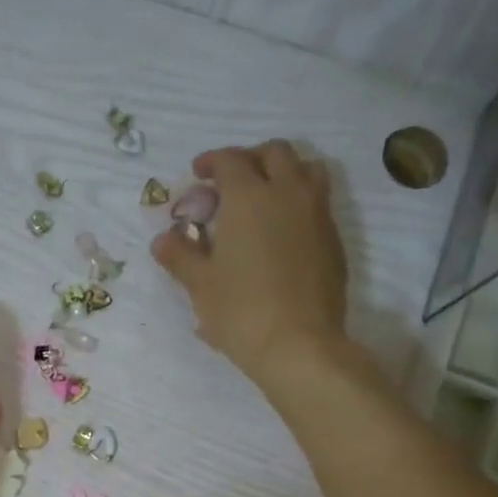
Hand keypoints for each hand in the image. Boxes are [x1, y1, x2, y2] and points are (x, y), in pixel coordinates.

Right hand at [152, 140, 353, 382]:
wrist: (298, 344)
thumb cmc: (240, 310)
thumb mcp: (200, 285)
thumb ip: (180, 256)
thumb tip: (162, 240)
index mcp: (249, 197)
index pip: (230, 160)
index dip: (212, 161)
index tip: (198, 173)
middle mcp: (287, 193)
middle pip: (274, 152)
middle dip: (250, 159)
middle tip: (231, 182)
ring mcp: (317, 213)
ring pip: (306, 169)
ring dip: (282, 172)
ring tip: (264, 197)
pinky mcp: (334, 238)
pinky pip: (318, 202)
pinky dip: (298, 201)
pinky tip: (282, 231)